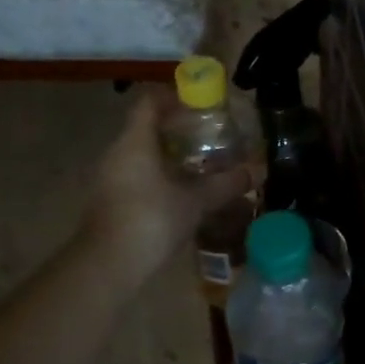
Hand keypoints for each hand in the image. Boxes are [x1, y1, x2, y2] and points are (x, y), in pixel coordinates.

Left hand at [79, 92, 254, 285]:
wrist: (107, 267)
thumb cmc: (151, 221)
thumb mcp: (196, 201)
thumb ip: (226, 184)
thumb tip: (257, 171)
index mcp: (135, 142)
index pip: (150, 103)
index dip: (174, 96)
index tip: (200, 102)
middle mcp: (117, 153)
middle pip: (146, 128)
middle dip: (178, 129)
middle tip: (209, 135)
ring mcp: (109, 178)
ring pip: (141, 154)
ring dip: (169, 155)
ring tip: (201, 164)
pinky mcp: (109, 201)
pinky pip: (137, 176)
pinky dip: (159, 176)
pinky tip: (182, 192)